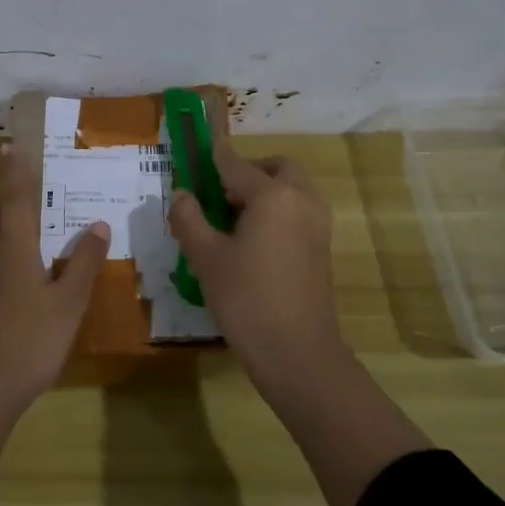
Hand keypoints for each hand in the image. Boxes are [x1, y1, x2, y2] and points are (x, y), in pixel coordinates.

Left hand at [0, 144, 110, 404]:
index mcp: (13, 249)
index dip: (15, 172)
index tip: (11, 146)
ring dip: (4, 224)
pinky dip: (3, 253)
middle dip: (8, 196)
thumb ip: (83, 263)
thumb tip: (97, 224)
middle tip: (25, 184)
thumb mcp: (69, 303)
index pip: (15, 199)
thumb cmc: (29, 341)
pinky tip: (19, 273)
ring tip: (27, 224)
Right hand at [170, 141, 428, 505]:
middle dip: (248, 172)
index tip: (195, 152)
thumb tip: (181, 195)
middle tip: (219, 196)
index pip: (235, 164)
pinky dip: (277, 212)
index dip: (212, 158)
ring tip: (231, 222)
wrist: (299, 353)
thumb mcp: (206, 257)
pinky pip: (298, 212)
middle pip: (275, 168)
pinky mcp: (322, 247)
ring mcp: (318, 224)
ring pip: (291, 190)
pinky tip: (251, 243)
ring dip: (264, 192)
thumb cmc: (247, 299)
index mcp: (273, 194)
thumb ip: (189, 219)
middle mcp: (302, 199)